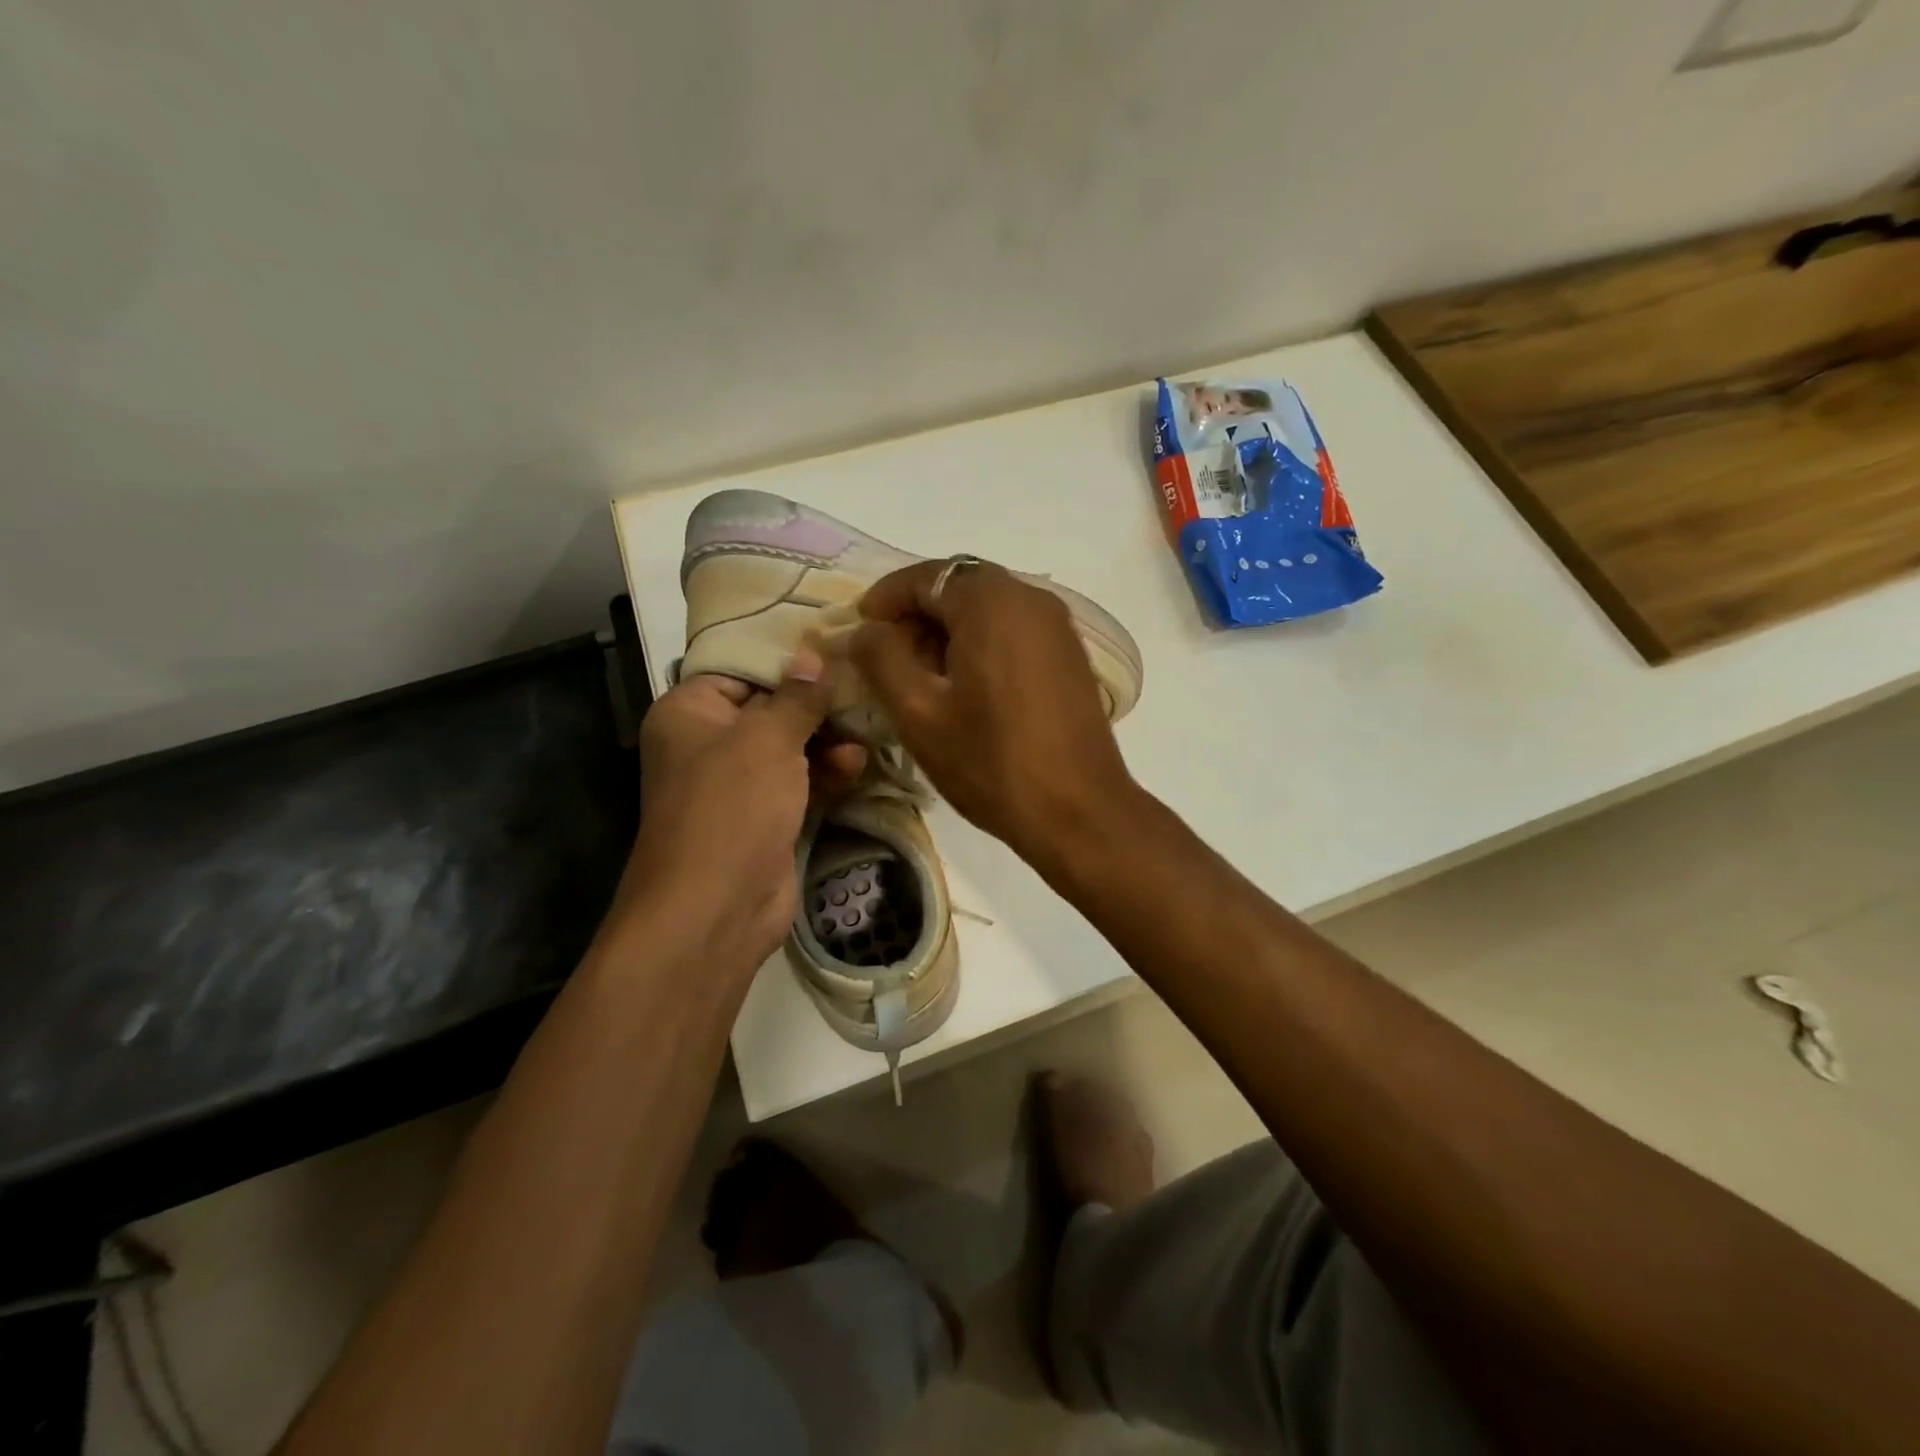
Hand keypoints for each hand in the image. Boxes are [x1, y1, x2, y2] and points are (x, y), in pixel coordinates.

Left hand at [614, 650, 864, 972]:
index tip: (836, 646)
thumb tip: (813, 654)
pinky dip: (825, 773)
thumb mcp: (768, 739)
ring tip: (863, 737)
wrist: (716, 907)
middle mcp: (708, 743)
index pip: (741, 668)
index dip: (788, 659)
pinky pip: (799, 783)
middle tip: (862, 691)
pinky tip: (856, 765)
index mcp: (690, 712)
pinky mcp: (764, 817)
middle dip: (817, 705)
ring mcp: (737, 784)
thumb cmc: (732, 805)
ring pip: (790, 747)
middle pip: (770, 708)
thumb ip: (797, 696)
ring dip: (827, 741)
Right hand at [849, 561, 1135, 866]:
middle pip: (959, 589)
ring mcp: (1058, 626)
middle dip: (917, 616)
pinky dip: (981, 645)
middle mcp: (1031, 598)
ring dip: (948, 632)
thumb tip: (865, 631)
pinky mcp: (1070, 655)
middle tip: (887, 659)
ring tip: (921, 678)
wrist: (1078, 811)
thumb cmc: (991, 761)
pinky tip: (966, 688)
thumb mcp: (919, 713)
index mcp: (992, 601)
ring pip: (988, 610)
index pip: (925, 576)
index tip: (859, 631)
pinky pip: (1014, 632)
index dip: (885, 599)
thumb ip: (881, 659)